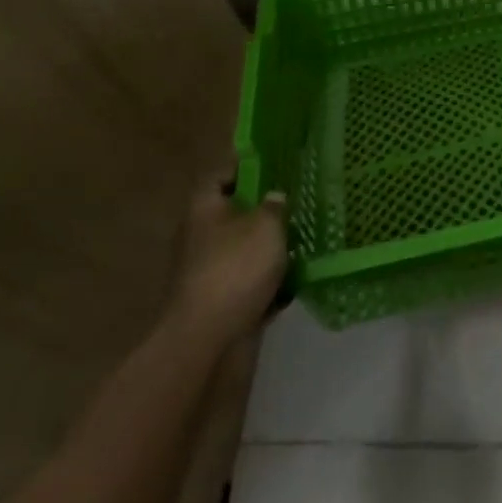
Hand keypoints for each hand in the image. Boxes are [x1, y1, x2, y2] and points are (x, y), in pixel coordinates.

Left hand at [170, 171, 287, 338]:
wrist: (207, 338)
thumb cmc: (235, 268)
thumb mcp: (266, 226)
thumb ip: (274, 207)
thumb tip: (274, 198)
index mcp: (204, 209)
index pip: (219, 175)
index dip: (243, 167)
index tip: (271, 164)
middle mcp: (199, 236)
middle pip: (233, 213)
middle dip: (263, 210)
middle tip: (295, 203)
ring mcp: (206, 271)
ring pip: (242, 249)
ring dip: (267, 248)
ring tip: (302, 241)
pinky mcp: (218, 301)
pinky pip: (247, 282)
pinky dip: (267, 282)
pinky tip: (293, 282)